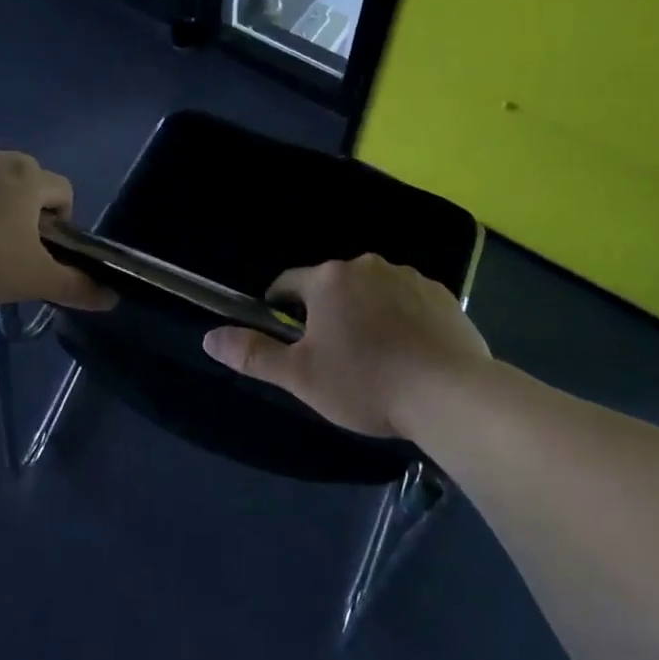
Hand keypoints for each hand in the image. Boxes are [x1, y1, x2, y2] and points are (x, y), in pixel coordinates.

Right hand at [202, 254, 488, 439]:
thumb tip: (209, 338)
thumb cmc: (365, 383)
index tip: (288, 339)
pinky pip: (407, 302)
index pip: (288, 284)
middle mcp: (367, 265)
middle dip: (326, 315)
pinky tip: (408, 354)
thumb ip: (253, 354)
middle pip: (332, 287)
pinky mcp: (442, 294)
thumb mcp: (300, 376)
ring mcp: (409, 277)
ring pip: (371, 292)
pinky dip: (401, 319)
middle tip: (334, 358)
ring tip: (375, 358)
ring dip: (365, 314)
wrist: (449, 394)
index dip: (280, 310)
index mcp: (328, 279)